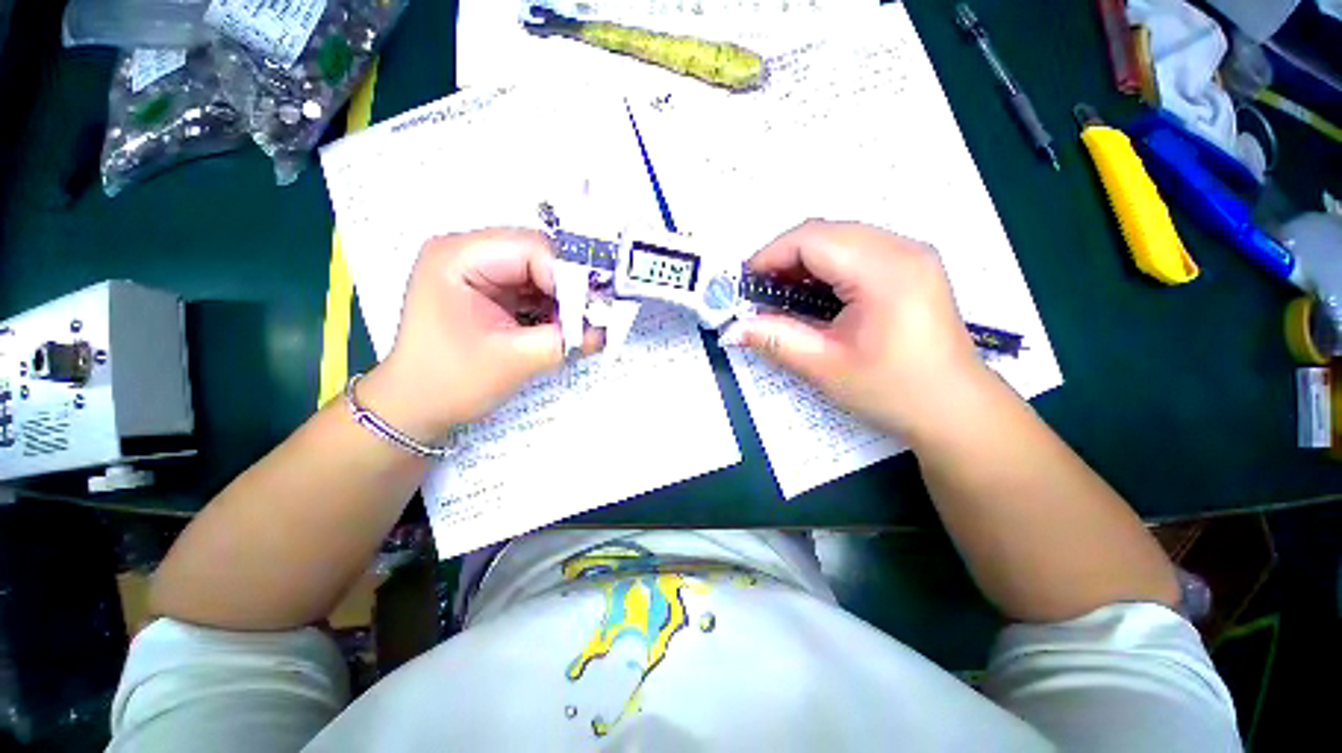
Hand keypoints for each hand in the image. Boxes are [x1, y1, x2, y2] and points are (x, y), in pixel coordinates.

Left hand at [358, 229, 594, 442]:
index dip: (569, 277)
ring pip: (542, 272)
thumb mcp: (513, 361)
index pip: (532, 248)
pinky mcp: (492, 290)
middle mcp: (469, 253)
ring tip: (577, 328)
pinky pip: (535, 288)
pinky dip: (555, 308)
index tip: (592, 312)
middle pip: (539, 256)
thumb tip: (606, 330)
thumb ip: (564, 341)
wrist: (416, 407)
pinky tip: (561, 329)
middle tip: (593, 319)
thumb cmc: (450, 382)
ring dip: (565, 300)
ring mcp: (480, 271)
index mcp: (459, 257)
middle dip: (570, 289)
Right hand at [721, 220, 984, 435]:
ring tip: (782, 297)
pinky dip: (826, 269)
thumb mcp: (825, 367)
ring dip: (804, 263)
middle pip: (825, 233)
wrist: (954, 410)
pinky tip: (815, 298)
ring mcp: (911, 255)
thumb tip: (732, 328)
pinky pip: (857, 252)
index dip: (769, 256)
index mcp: (884, 269)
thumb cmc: (892, 390)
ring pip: (840, 239)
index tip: (744, 285)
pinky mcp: (912, 267)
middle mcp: (902, 248)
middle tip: (759, 294)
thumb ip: (774, 339)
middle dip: (784, 259)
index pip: (812, 239)